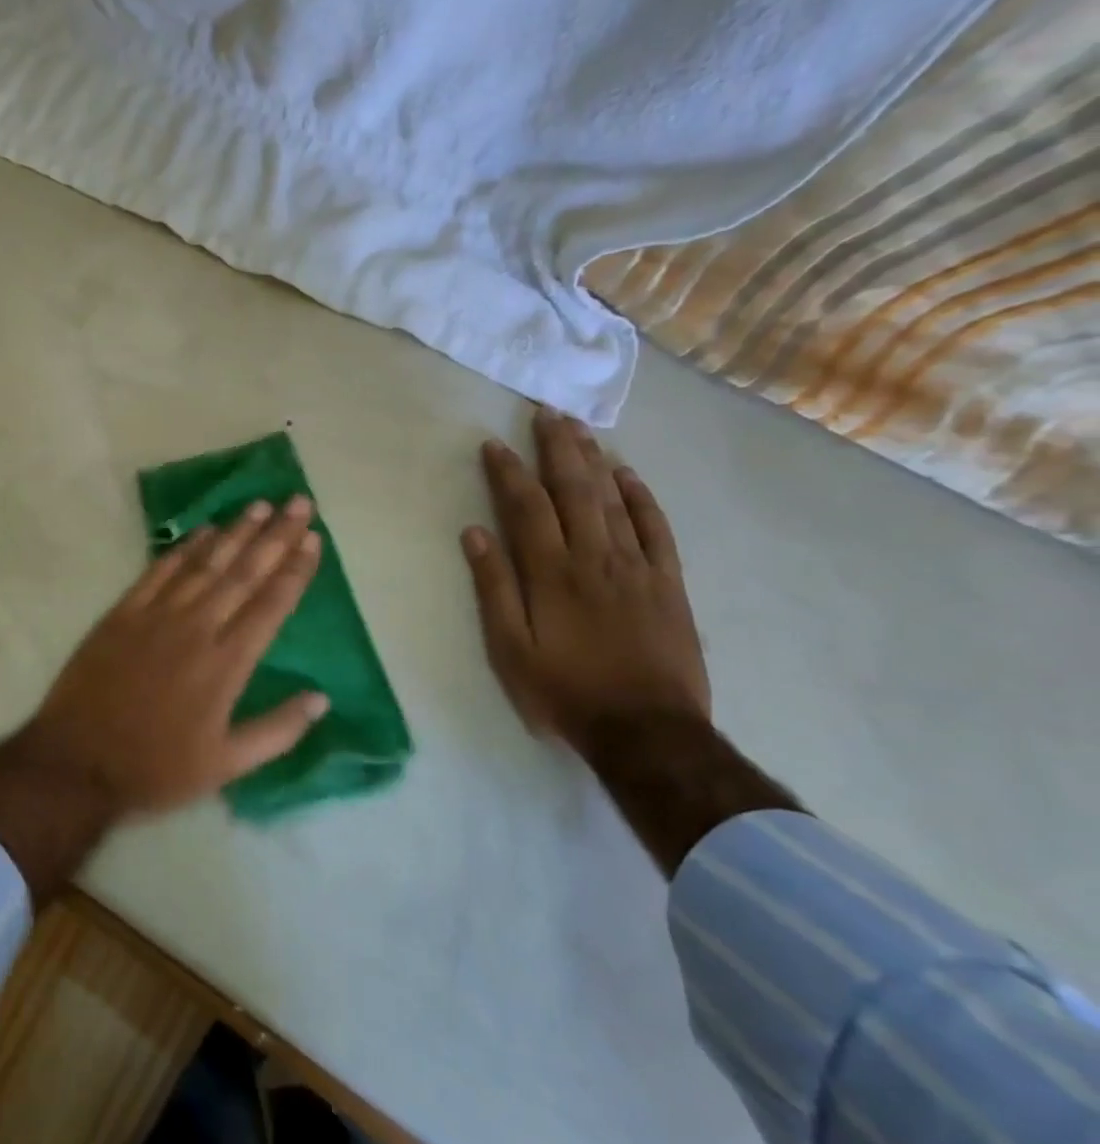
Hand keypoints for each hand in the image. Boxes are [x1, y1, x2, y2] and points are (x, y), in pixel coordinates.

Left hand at [24, 495, 327, 815]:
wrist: (76, 761)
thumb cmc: (156, 768)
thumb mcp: (225, 766)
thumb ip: (277, 731)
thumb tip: (321, 698)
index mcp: (226, 664)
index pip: (270, 605)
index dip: (294, 569)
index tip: (312, 538)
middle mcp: (196, 628)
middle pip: (243, 572)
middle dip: (275, 535)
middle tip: (298, 502)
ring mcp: (156, 615)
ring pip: (204, 564)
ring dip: (234, 532)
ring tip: (259, 505)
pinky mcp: (123, 613)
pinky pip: (159, 571)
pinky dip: (183, 548)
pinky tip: (202, 530)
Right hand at [461, 409, 710, 752]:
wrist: (647, 731)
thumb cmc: (565, 692)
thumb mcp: (510, 650)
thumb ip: (494, 588)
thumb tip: (474, 534)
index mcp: (551, 574)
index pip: (527, 507)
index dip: (509, 472)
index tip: (494, 443)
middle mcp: (594, 558)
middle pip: (574, 490)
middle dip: (557, 448)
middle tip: (545, 412)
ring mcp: (637, 567)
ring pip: (614, 500)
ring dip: (594, 460)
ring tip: (579, 429)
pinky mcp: (669, 583)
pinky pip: (657, 529)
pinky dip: (643, 498)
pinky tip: (629, 475)